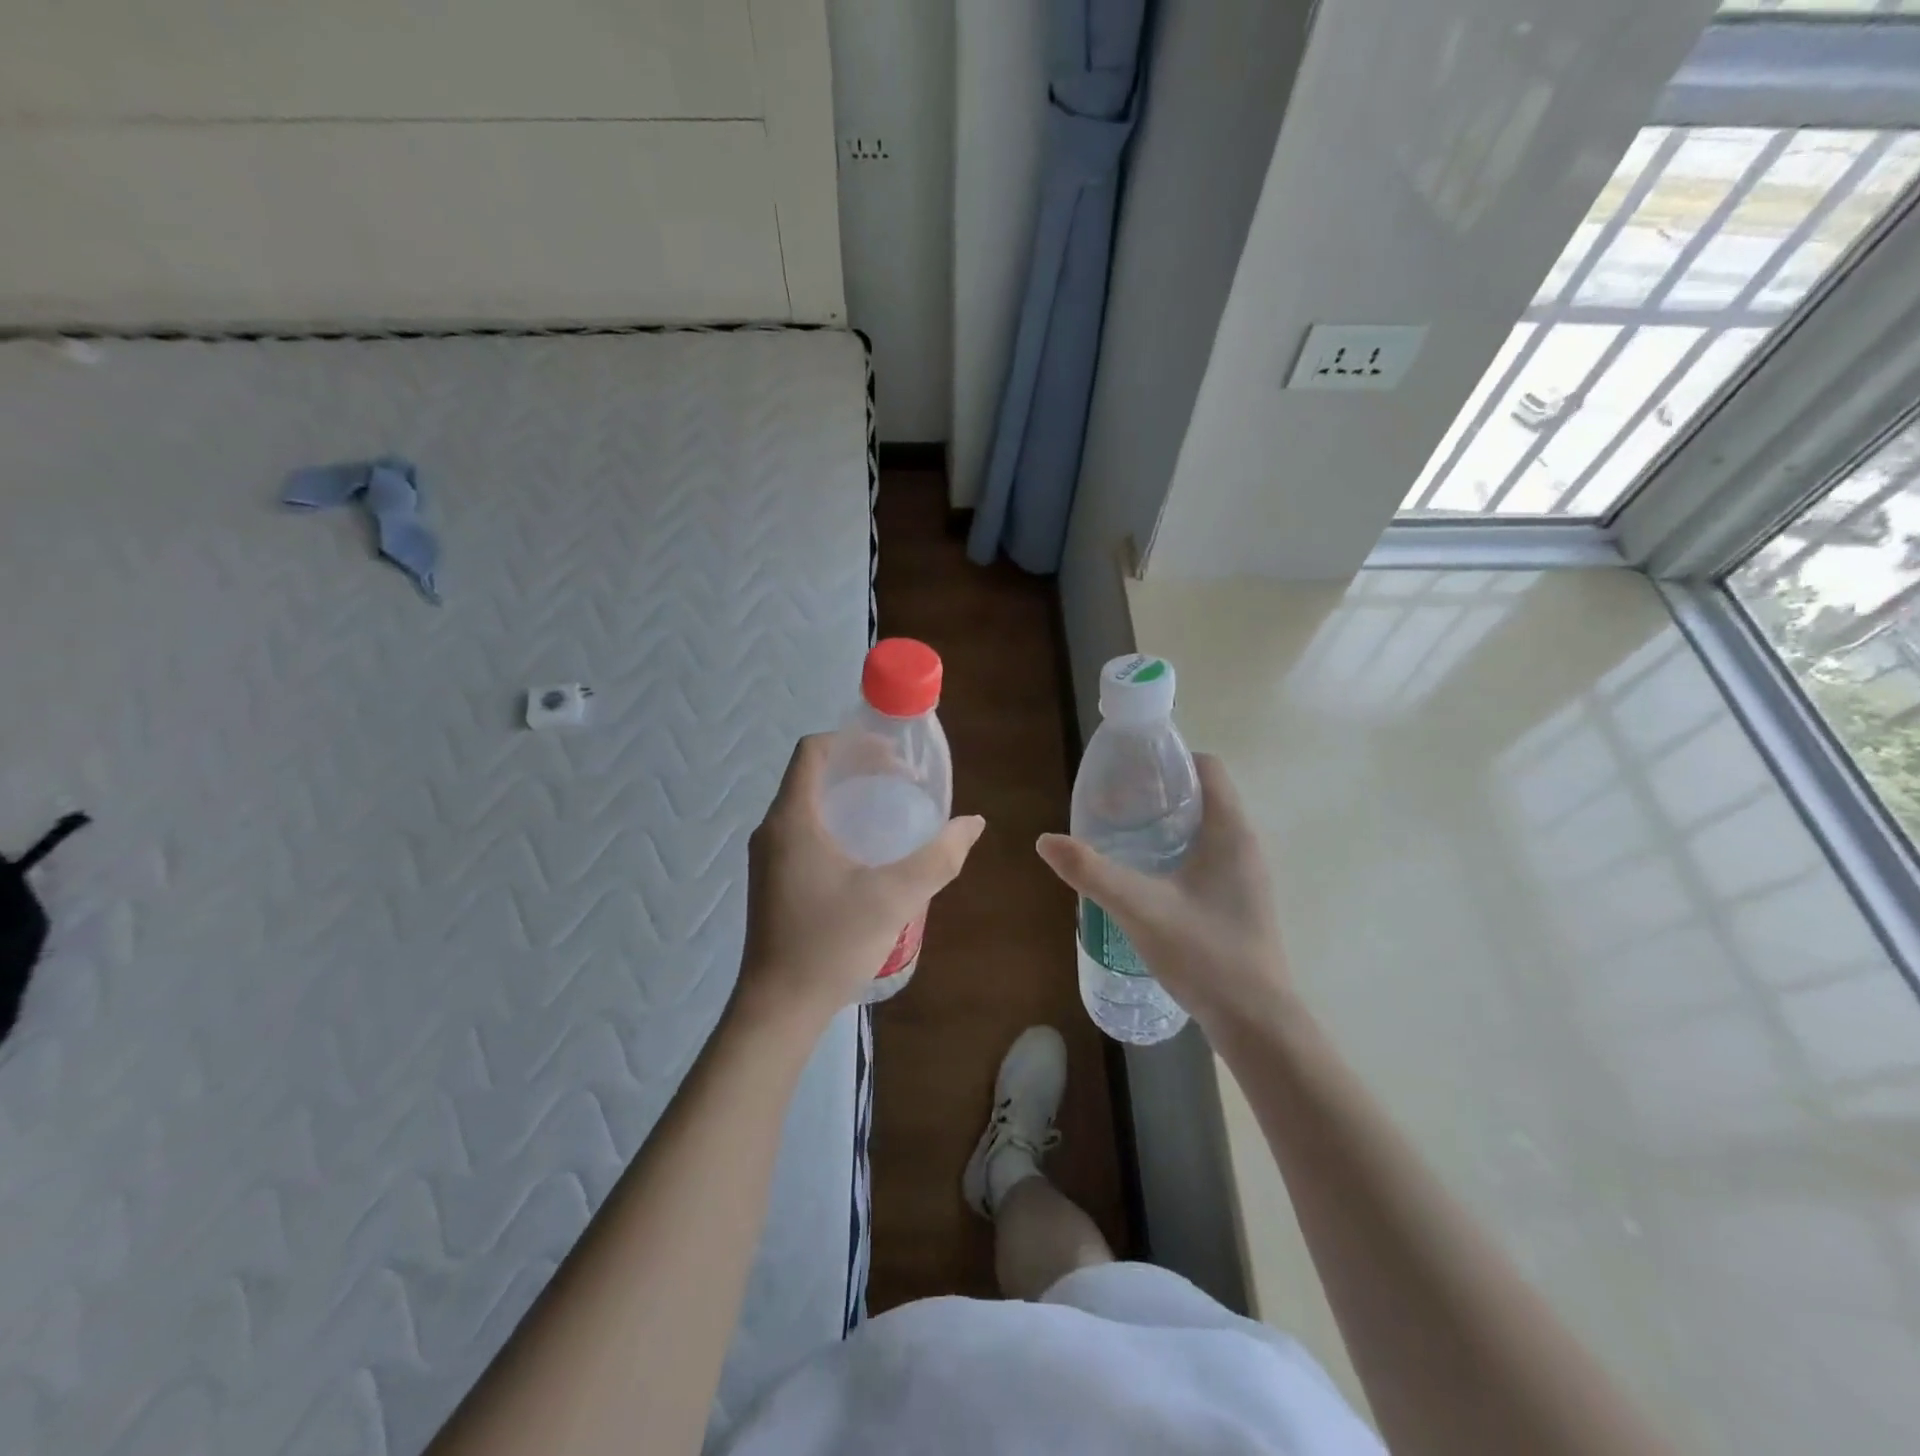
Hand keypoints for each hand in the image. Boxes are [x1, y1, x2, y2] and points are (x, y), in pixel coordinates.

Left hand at [737, 734, 984, 1029]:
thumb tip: (972, 823)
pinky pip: (805, 833)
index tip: (894, 759)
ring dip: (850, 800)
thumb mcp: (894, 897)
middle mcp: (773, 830)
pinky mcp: (773, 881)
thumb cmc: (831, 944)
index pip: (813, 751)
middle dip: (860, 771)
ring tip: (893, 817)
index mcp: (792, 819)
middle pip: (814, 776)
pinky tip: (869, 856)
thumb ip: (939, 857)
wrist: (779, 1009)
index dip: (854, 743)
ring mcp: (769, 858)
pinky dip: (838, 827)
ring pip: (810, 806)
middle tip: (904, 787)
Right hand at [1036, 754, 1288, 1033]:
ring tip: (1123, 836)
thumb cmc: (1205, 954)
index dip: (1170, 759)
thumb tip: (1046, 840)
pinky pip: (1209, 857)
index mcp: (1230, 832)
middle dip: (1160, 792)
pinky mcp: (1240, 901)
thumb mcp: (1140, 908)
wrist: (1256, 1022)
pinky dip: (1178, 851)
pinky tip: (1147, 877)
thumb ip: (1092, 872)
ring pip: (1206, 829)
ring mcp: (1246, 876)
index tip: (1129, 771)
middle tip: (1114, 804)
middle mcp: (1245, 845)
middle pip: (1204, 796)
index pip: (1208, 768)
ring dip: (1168, 824)